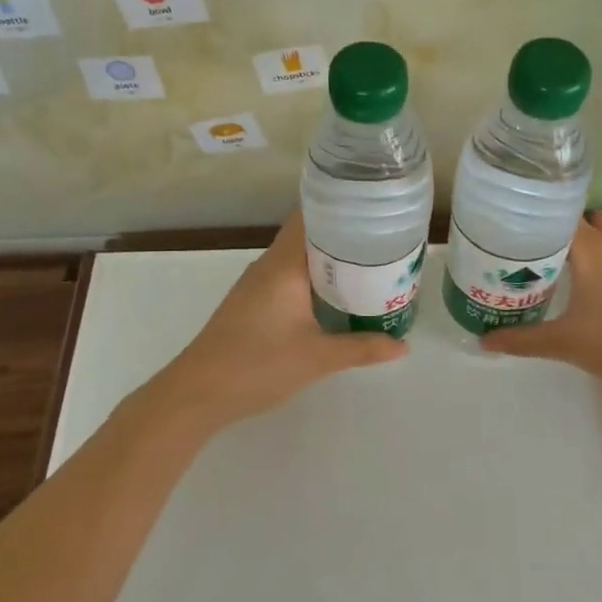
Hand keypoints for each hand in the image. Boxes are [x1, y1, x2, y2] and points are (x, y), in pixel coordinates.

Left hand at [138, 212, 408, 439]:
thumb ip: (362, 348)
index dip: (341, 208)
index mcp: (283, 265)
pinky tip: (335, 298)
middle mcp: (268, 266)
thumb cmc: (258, 365)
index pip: (311, 217)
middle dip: (344, 238)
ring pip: (298, 260)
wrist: (198, 393)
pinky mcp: (251, 304)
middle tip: (384, 244)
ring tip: (369, 269)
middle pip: (309, 237)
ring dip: (329, 262)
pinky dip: (313, 280)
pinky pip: (289, 278)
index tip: (374, 210)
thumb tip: (403, 345)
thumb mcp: (317, 358)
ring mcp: (256, 285)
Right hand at [482, 213, 601, 401]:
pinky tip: (574, 282)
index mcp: (590, 250)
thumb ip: (523, 339)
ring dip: (567, 247)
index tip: (503, 215)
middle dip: (544, 229)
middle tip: (509, 240)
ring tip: (535, 257)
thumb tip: (483, 340)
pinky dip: (585, 264)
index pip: (557, 213)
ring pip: (592, 244)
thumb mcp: (565, 343)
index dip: (531, 211)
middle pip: (573, 226)